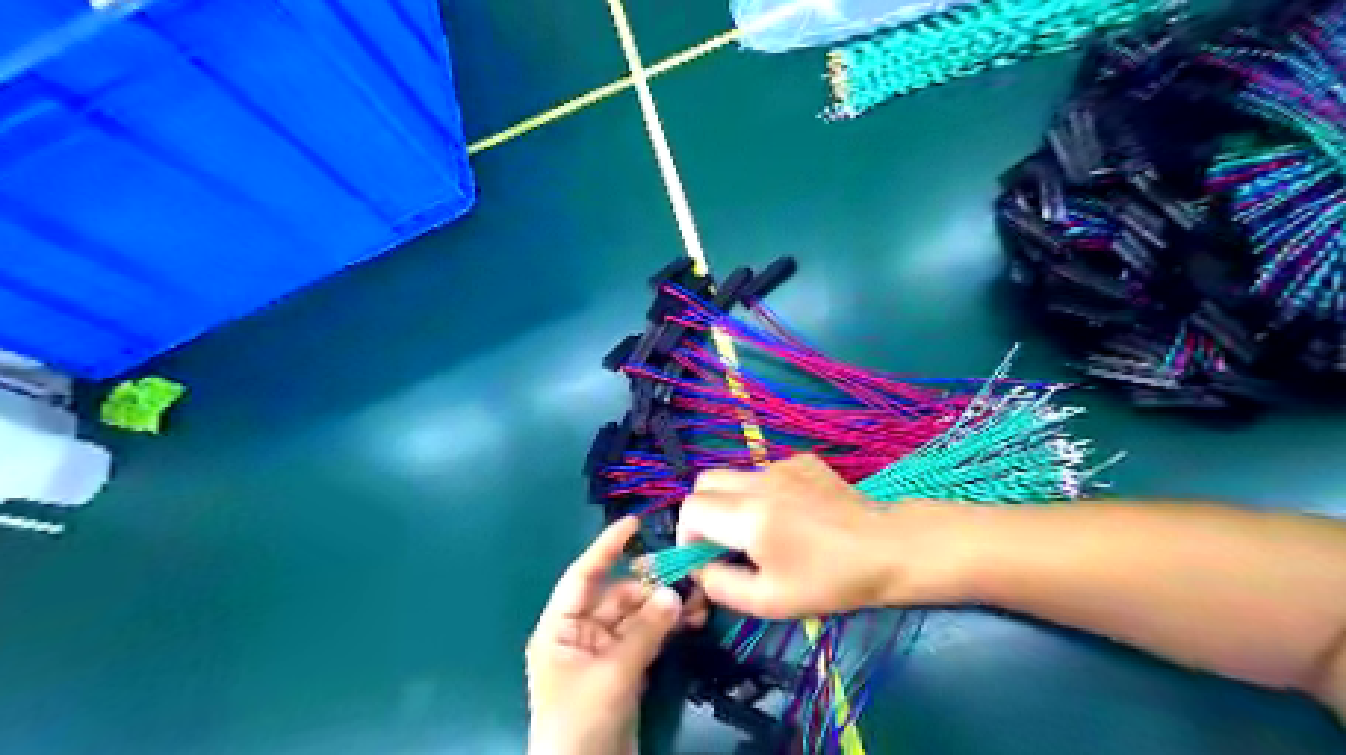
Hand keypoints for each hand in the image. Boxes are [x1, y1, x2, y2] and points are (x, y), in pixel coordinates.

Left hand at [531, 516, 708, 753]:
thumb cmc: (581, 721)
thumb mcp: (612, 673)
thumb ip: (644, 631)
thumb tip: (675, 593)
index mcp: (561, 628)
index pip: (582, 576)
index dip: (605, 547)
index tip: (633, 522)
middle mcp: (580, 634)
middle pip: (618, 597)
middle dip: (651, 587)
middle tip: (687, 577)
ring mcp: (604, 653)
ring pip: (637, 618)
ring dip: (665, 608)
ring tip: (699, 602)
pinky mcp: (624, 671)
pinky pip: (647, 639)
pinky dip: (667, 629)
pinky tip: (692, 621)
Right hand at [679, 453, 950, 618]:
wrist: (885, 548)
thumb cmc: (829, 581)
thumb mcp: (769, 602)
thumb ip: (720, 585)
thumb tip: (698, 567)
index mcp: (748, 516)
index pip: (691, 508)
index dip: (687, 533)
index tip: (703, 555)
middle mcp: (759, 480)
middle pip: (704, 481)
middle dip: (702, 511)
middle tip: (722, 540)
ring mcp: (782, 465)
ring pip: (733, 475)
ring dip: (731, 500)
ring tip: (759, 529)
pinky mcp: (801, 460)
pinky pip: (763, 471)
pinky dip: (760, 491)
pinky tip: (789, 514)